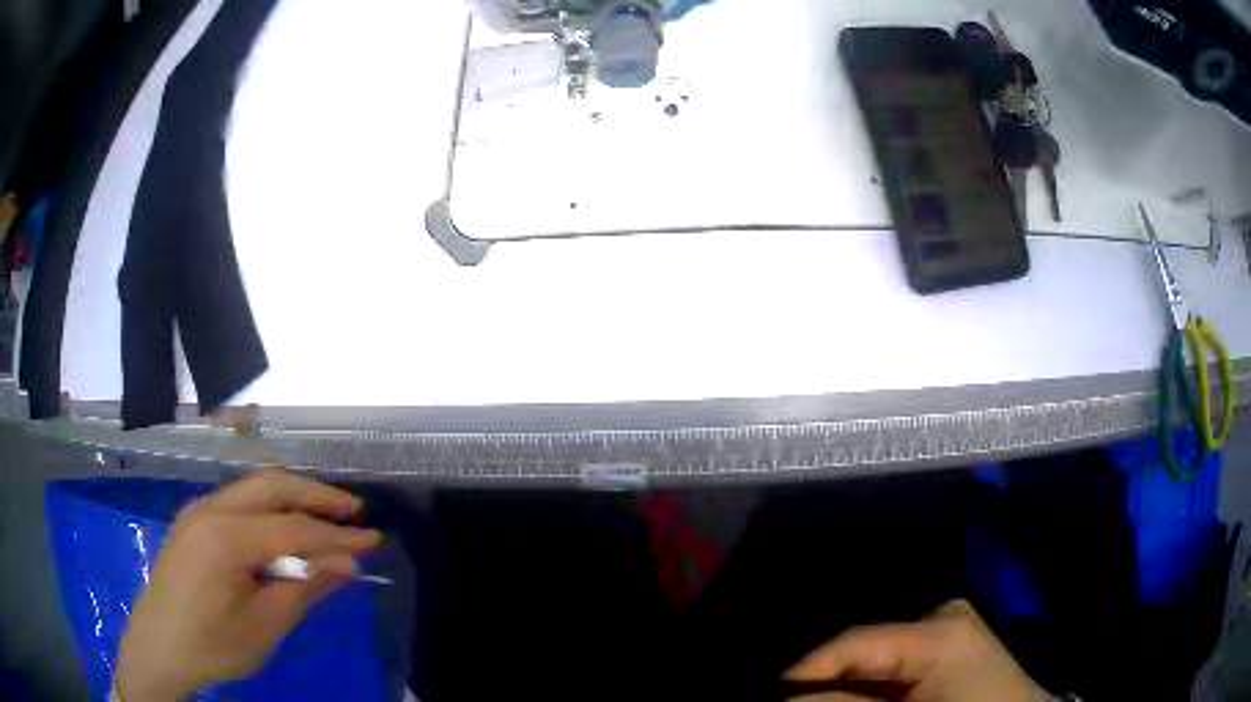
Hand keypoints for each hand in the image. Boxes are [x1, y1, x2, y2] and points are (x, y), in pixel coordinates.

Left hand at [116, 468, 381, 701]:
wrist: (159, 646)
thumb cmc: (212, 644)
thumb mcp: (264, 627)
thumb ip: (304, 590)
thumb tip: (345, 565)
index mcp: (226, 537)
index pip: (293, 527)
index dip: (337, 535)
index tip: (373, 539)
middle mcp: (211, 509)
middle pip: (271, 485)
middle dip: (315, 494)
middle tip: (353, 510)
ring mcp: (198, 511)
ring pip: (252, 487)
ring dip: (291, 497)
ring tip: (325, 517)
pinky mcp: (193, 522)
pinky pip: (237, 501)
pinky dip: (268, 507)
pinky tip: (281, 529)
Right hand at [783, 600, 1054, 701]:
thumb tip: (792, 695)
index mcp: (939, 629)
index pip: (856, 641)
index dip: (806, 668)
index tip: (770, 690)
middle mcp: (941, 614)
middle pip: (863, 647)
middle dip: (823, 678)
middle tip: (793, 696)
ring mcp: (946, 624)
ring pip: (875, 654)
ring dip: (844, 681)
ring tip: (816, 695)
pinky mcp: (947, 639)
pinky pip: (892, 660)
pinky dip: (868, 681)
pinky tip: (851, 694)